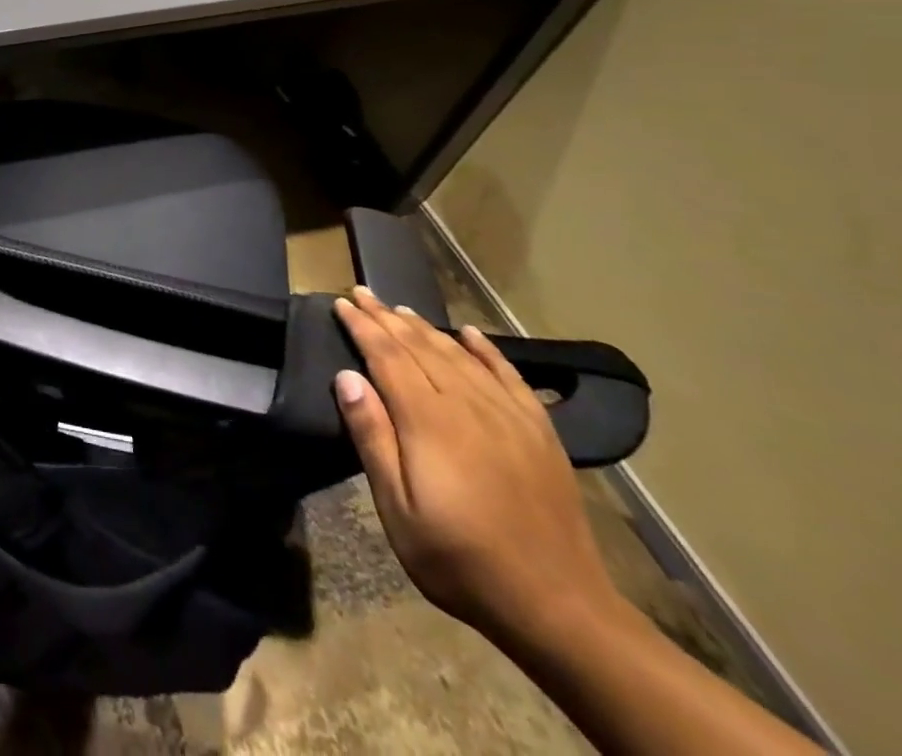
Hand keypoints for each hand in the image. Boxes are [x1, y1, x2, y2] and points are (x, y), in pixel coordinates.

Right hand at [331, 286, 625, 648]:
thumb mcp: (398, 509)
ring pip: (459, 354)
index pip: (387, 356)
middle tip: (361, 292)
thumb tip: (347, 376)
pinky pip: (509, 376)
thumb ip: (372, 438)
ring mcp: (509, 416)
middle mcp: (468, 405)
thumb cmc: (461, 560)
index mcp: (429, 421)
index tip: (340, 302)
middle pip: (420, 347)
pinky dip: (486, 350)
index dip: (362, 326)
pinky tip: (470, 334)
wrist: (560, 609)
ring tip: (400, 308)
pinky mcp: (540, 433)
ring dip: (425, 327)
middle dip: (386, 317)